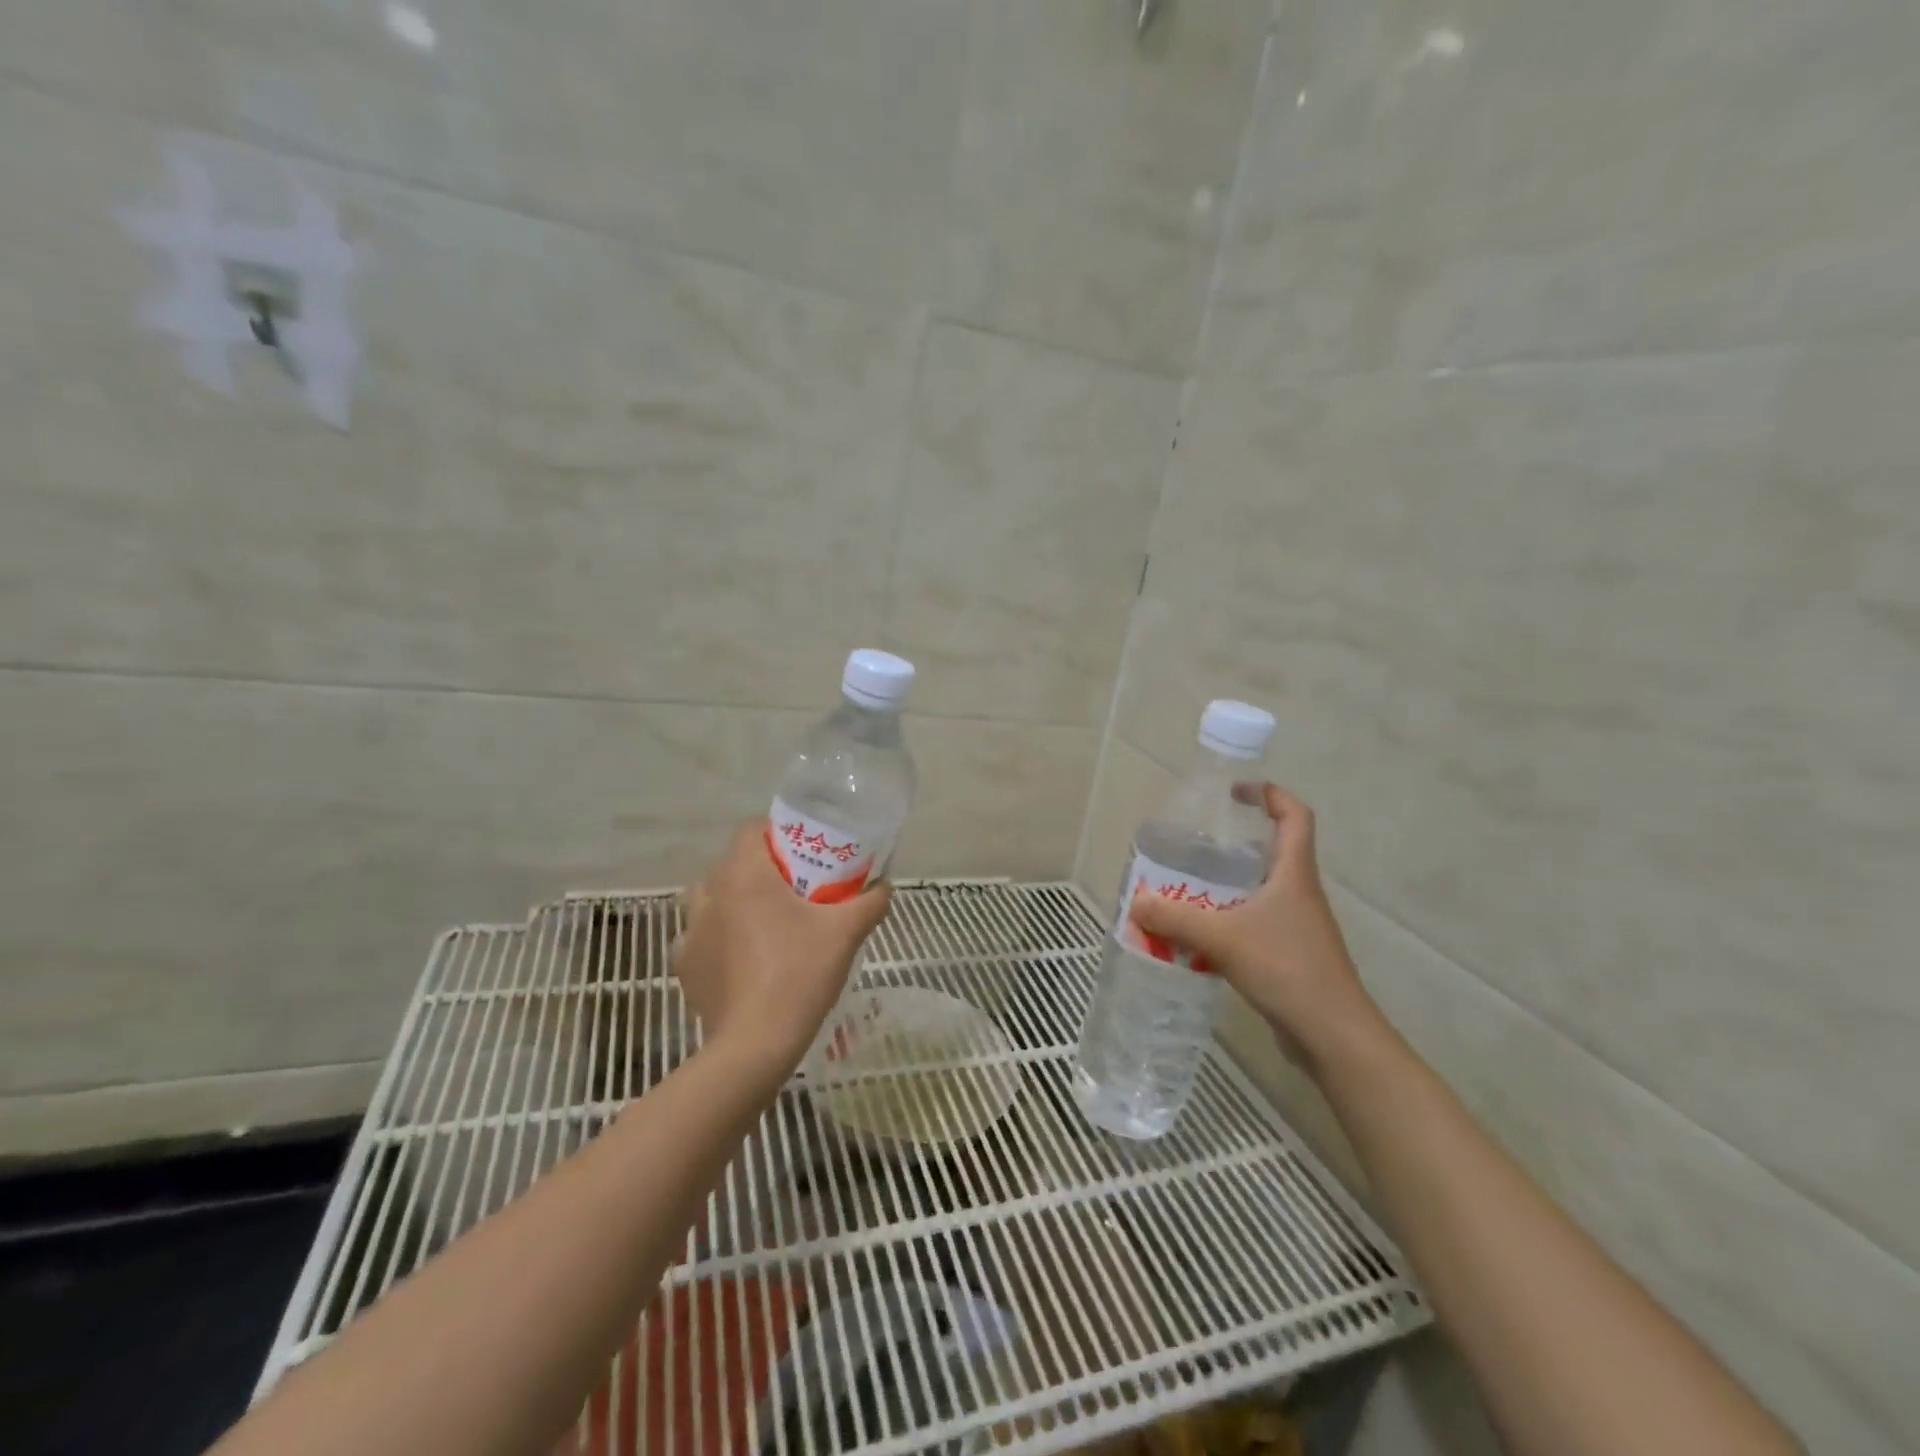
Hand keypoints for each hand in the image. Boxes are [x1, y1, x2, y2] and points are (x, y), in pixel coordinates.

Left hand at [674, 822, 892, 1078]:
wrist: (755, 1045)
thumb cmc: (799, 974)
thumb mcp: (846, 932)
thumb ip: (870, 901)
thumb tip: (884, 886)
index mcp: (744, 874)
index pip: (752, 830)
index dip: (778, 833)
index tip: (804, 851)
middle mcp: (710, 894)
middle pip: (733, 863)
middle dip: (761, 869)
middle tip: (795, 887)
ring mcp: (691, 931)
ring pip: (712, 898)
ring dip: (735, 900)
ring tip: (766, 921)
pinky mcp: (685, 965)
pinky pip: (703, 936)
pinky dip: (720, 938)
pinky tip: (744, 958)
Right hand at [1129, 783, 1384, 1067]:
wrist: (1333, 1034)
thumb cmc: (1287, 969)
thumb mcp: (1223, 938)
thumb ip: (1176, 918)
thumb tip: (1136, 901)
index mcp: (1293, 873)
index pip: (1295, 815)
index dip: (1269, 794)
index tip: (1235, 792)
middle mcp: (1298, 892)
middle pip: (1273, 851)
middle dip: (1235, 843)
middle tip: (1194, 845)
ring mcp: (1297, 925)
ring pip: (1261, 890)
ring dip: (1227, 885)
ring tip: (1186, 888)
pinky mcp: (1290, 954)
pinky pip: (1254, 922)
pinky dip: (1227, 920)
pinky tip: (1199, 935)